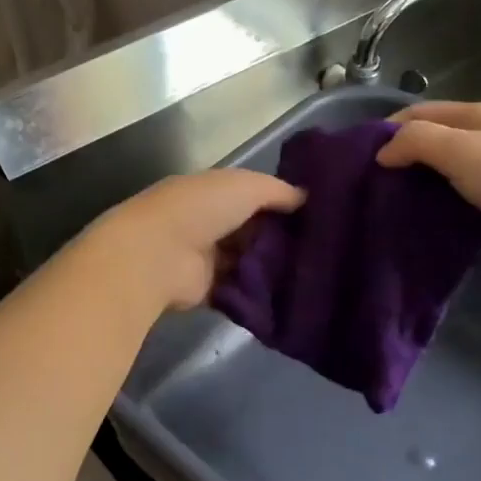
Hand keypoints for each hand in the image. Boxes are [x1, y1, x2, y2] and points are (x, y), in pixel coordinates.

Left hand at [86, 169, 304, 309]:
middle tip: (321, 249)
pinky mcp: (206, 290)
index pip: (251, 195)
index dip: (280, 203)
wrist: (158, 255)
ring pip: (247, 260)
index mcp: (210, 191)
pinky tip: (291, 294)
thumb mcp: (245, 186)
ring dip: (272, 266)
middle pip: (251, 229)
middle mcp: (206, 222)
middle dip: (280, 237)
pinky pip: (240, 290)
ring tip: (313, 274)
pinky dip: (259, 292)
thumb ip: (277, 190)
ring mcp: (205, 257)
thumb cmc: (199, 209)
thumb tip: (306, 198)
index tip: (315, 214)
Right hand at [377, 101, 480, 273]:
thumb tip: (382, 153)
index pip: (419, 113)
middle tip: (363, 185)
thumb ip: (416, 142)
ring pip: (438, 178)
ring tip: (378, 208)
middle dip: (397, 161)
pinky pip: (451, 206)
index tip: (357, 155)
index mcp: (475, 117)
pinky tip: (409, 225)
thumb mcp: (460, 148)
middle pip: (428, 145)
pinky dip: (431, 212)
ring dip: (412, 190)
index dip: (387, 128)